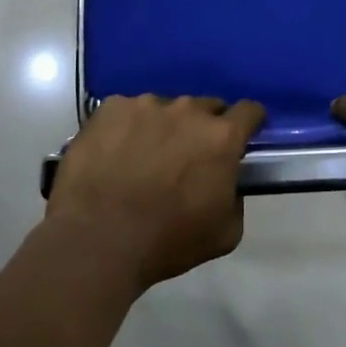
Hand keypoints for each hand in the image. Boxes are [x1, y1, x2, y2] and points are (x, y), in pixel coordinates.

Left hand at [46, 95, 264, 292]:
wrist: (96, 240)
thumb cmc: (166, 241)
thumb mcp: (225, 234)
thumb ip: (235, 198)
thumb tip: (226, 183)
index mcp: (221, 137)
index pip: (249, 111)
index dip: (248, 123)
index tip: (241, 137)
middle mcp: (187, 110)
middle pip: (206, 107)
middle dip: (203, 128)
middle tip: (186, 158)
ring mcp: (146, 105)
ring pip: (164, 109)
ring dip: (162, 127)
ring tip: (142, 158)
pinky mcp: (110, 108)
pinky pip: (126, 112)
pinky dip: (126, 128)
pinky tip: (113, 155)